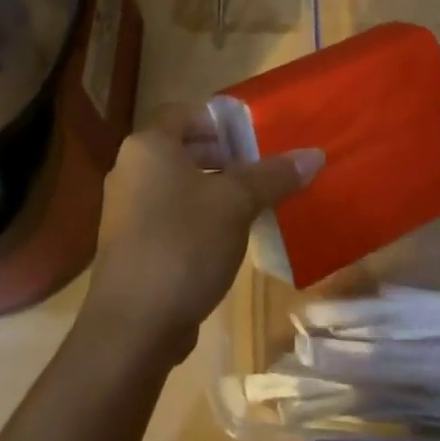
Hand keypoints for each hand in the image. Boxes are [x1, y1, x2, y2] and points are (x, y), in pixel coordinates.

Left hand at [80, 104, 322, 366]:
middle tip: (256, 170)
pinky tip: (225, 241)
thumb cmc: (183, 244)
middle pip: (180, 149)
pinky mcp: (129, 247)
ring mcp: (124, 211)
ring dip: (210, 190)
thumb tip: (314, 155)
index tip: (250, 138)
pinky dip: (194, 219)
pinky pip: (166, 217)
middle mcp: (129, 170)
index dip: (217, 121)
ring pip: (174, 185)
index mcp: (148, 146)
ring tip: (248, 205)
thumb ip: (273, 176)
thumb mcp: (236, 204)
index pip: (182, 113)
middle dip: (220, 157)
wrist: (132, 326)